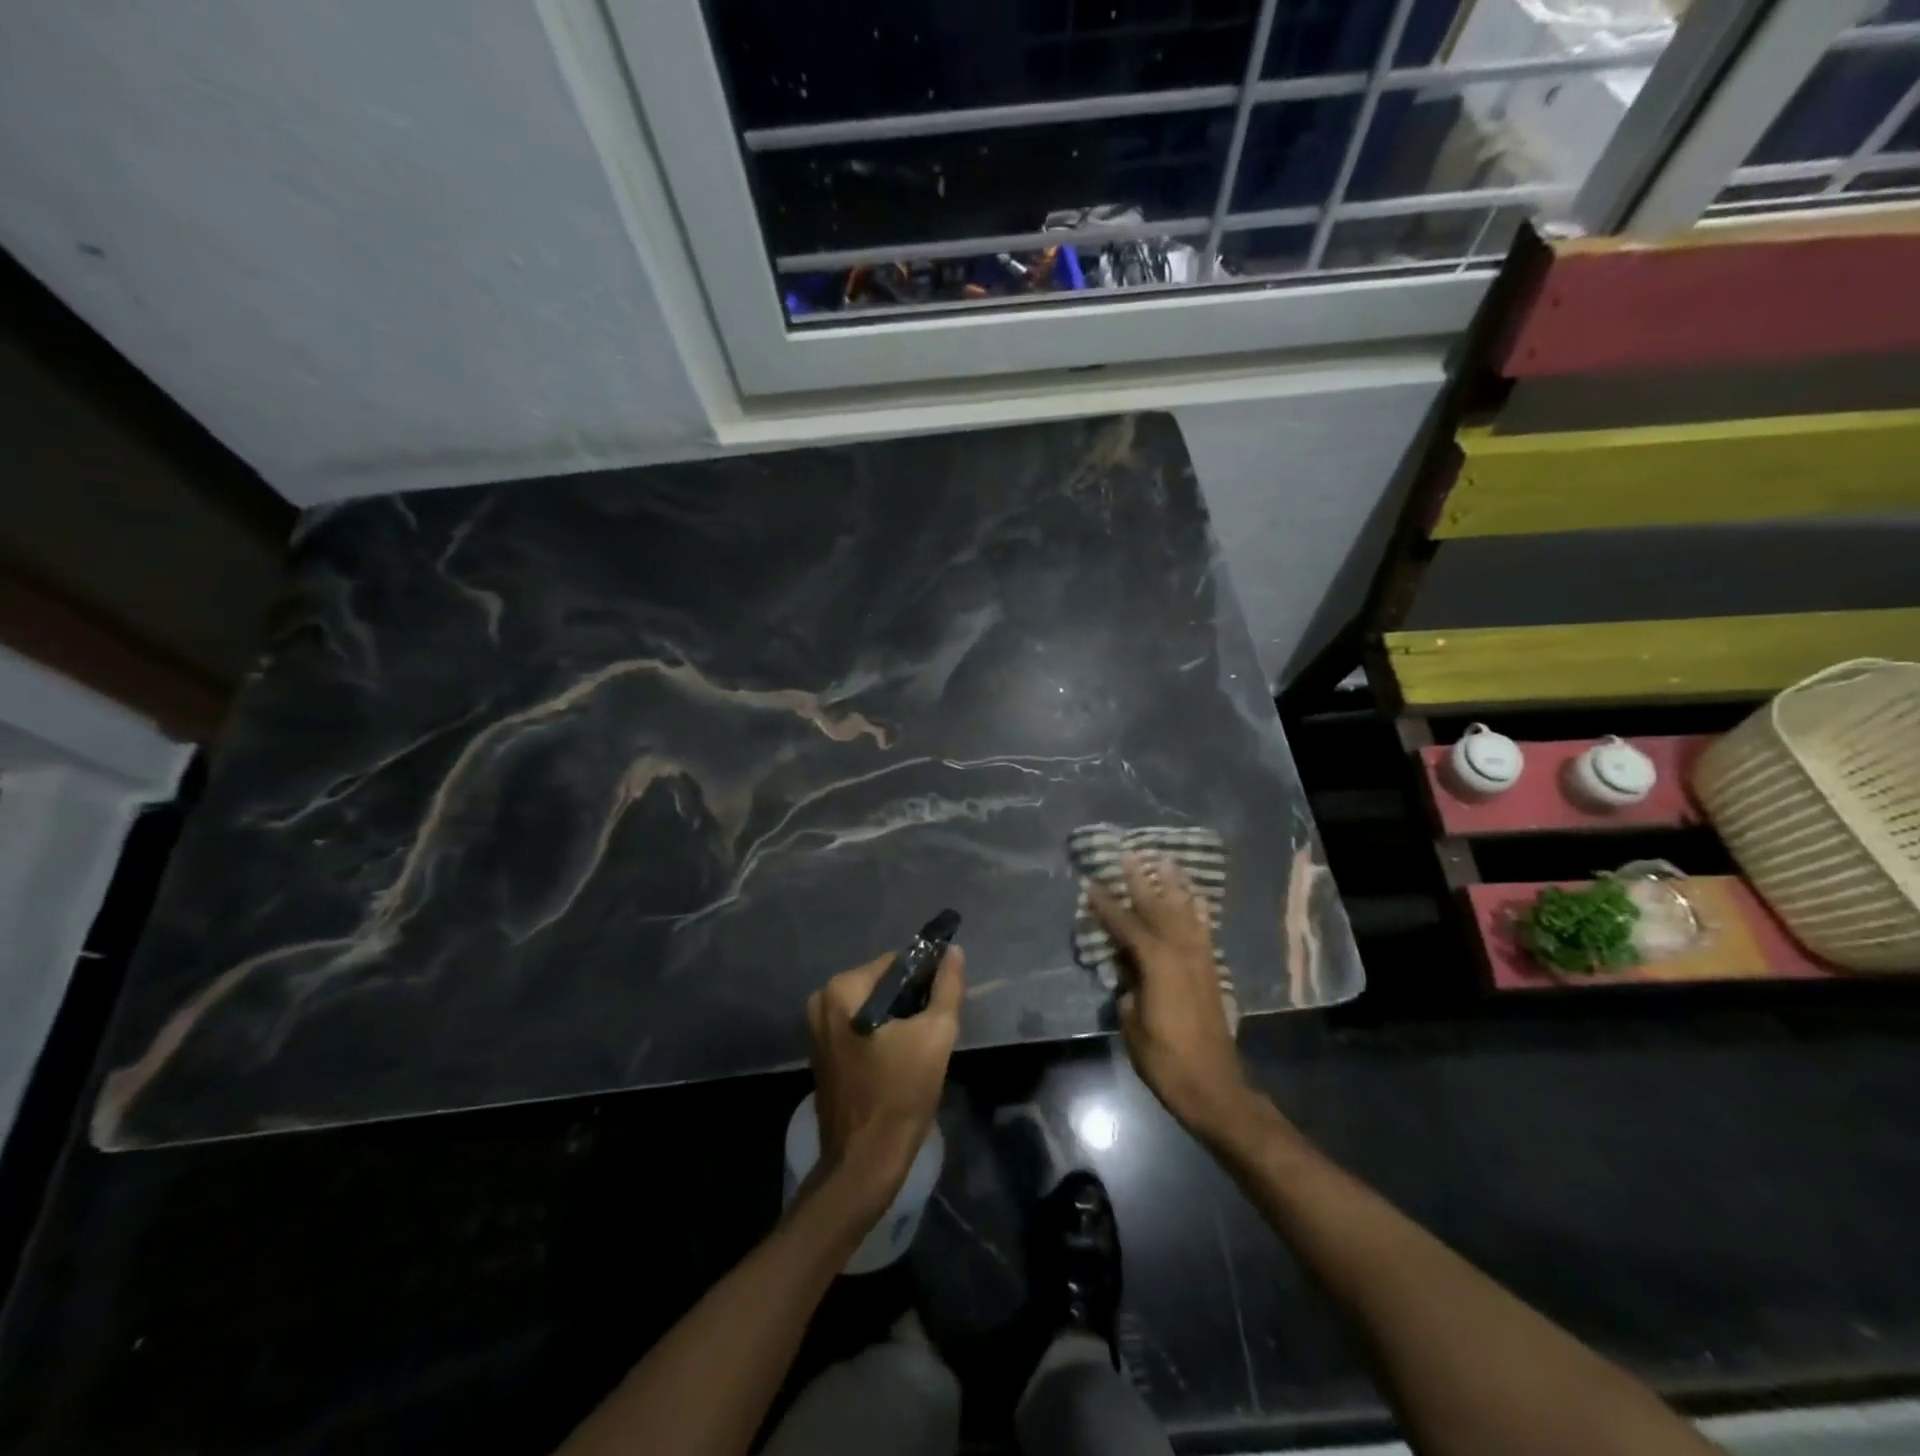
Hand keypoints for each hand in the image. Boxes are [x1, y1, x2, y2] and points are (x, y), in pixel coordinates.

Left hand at [806, 946, 964, 1207]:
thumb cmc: (900, 1094)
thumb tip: (953, 951)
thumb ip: (947, 987)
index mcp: (842, 990)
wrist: (865, 1162)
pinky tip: (901, 1060)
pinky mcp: (822, 1055)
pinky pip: (860, 1029)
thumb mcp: (936, 1034)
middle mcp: (822, 1002)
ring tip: (921, 1047)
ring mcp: (818, 1030)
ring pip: (872, 1008)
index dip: (925, 978)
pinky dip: (881, 1036)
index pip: (896, 963)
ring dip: (898, 1020)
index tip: (943, 1003)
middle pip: (882, 985)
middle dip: (911, 1001)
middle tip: (934, 1029)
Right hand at [1087, 854, 1250, 1138]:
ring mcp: (1200, 960)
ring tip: (1166, 861)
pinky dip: (1198, 911)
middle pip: (1158, 908)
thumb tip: (1128, 974)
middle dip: (1142, 881)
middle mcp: (1181, 952)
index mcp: (1157, 963)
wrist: (1214, 1087)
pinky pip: (1203, 931)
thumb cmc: (1165, 1059)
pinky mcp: (1211, 971)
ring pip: (1184, 913)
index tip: (1092, 883)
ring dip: (1173, 886)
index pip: (1126, 926)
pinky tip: (1196, 898)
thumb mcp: (1132, 1025)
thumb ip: (1127, 990)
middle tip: (1130, 854)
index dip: (1107, 905)